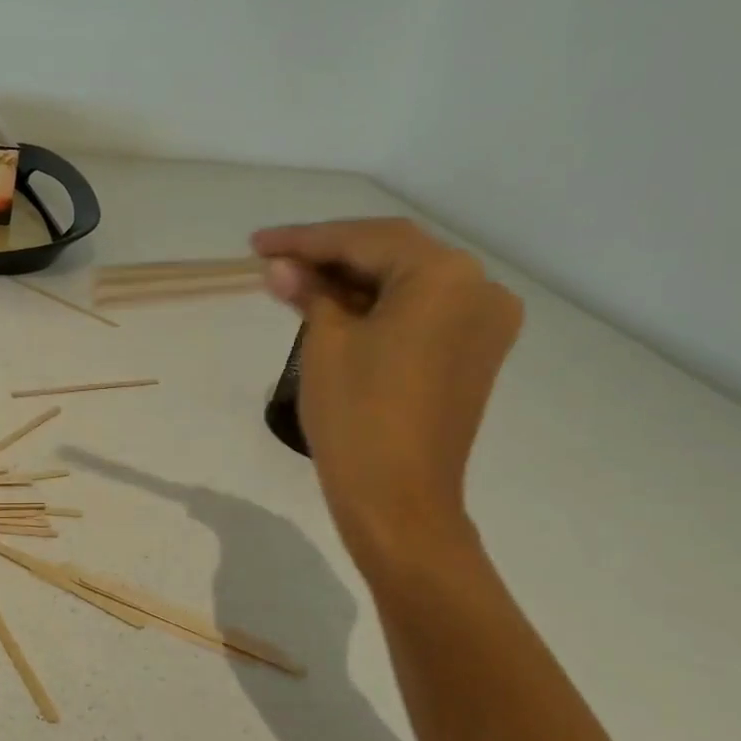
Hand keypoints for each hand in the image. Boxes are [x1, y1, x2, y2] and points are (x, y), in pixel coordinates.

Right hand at [252, 218, 522, 577]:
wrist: (399, 501)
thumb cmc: (358, 417)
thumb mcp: (326, 344)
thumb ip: (309, 292)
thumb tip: (280, 266)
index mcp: (445, 276)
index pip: (365, 240)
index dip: (305, 239)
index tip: (257, 244)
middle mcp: (478, 287)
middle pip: (392, 254)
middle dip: (329, 255)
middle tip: (273, 259)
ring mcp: (483, 322)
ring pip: (407, 282)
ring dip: (352, 279)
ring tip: (294, 282)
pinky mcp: (473, 352)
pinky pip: (421, 311)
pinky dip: (378, 305)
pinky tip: (335, 306)